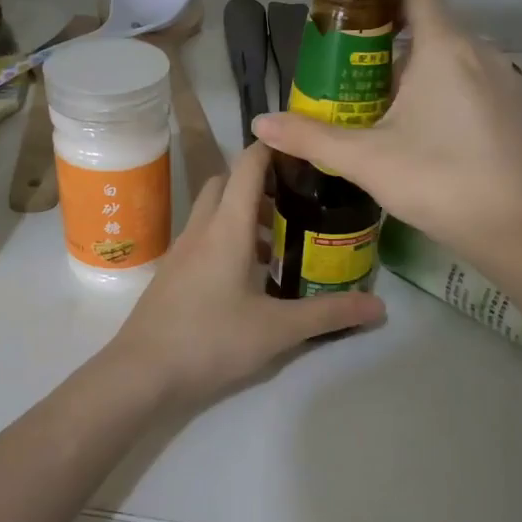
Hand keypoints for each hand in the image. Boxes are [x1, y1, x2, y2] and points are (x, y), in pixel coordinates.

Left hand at [108, 141, 383, 406]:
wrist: (141, 373)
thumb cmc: (211, 341)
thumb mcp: (277, 330)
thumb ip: (328, 314)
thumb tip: (380, 307)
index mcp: (227, 228)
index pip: (248, 165)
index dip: (274, 148)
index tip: (305, 149)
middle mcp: (201, 229)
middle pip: (227, 183)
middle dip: (259, 184)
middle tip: (296, 205)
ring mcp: (181, 251)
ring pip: (213, 212)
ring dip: (243, 215)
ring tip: (278, 245)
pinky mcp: (172, 273)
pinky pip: (203, 238)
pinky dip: (226, 239)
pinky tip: (247, 278)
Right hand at [253, 0, 521, 266]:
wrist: (519, 229)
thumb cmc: (438, 181)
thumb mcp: (366, 160)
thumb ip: (310, 137)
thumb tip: (259, 122)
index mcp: (444, 48)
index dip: (386, 1)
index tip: (357, 35)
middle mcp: (482, 51)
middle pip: (433, 29)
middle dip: (395, 52)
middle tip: (361, 91)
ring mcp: (509, 81)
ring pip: (457, 60)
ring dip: (425, 78)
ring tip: (396, 121)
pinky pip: (480, 86)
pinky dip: (454, 98)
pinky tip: (439, 143)